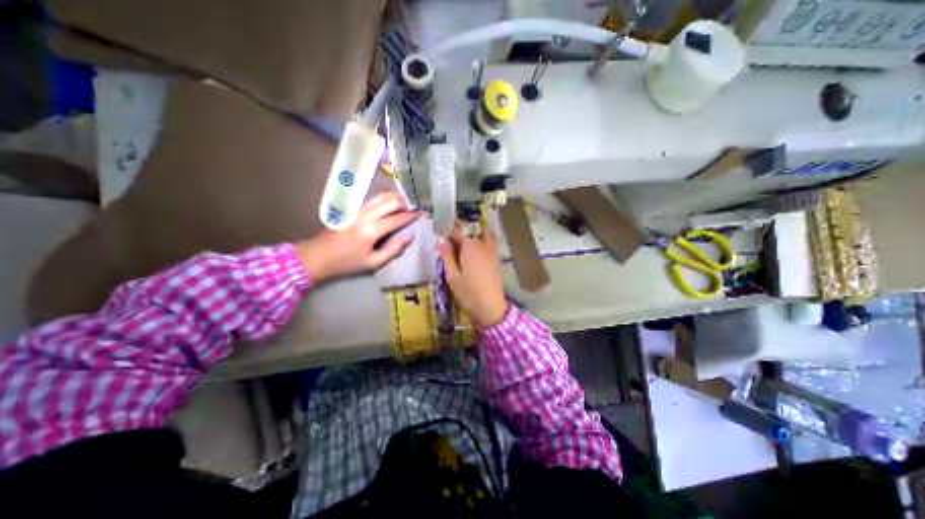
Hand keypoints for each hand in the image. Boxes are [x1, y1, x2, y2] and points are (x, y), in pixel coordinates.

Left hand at [299, 191, 421, 281]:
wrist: (318, 255)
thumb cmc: (347, 262)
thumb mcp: (373, 262)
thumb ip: (394, 249)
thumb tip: (410, 237)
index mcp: (372, 230)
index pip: (397, 218)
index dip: (411, 215)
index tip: (421, 213)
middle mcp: (365, 215)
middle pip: (390, 201)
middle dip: (405, 203)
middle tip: (413, 208)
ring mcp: (358, 209)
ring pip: (381, 196)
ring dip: (395, 197)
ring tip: (405, 204)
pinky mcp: (352, 208)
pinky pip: (373, 199)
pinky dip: (385, 198)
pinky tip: (390, 203)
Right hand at [438, 221, 507, 326]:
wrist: (491, 306)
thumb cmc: (468, 292)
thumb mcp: (452, 276)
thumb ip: (447, 255)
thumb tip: (441, 238)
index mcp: (469, 245)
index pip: (456, 231)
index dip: (447, 232)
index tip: (441, 236)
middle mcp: (482, 243)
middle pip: (471, 230)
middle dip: (461, 231)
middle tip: (452, 241)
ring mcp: (492, 249)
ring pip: (484, 233)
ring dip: (475, 232)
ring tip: (466, 241)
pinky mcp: (497, 257)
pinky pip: (491, 241)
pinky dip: (485, 238)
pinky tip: (478, 248)